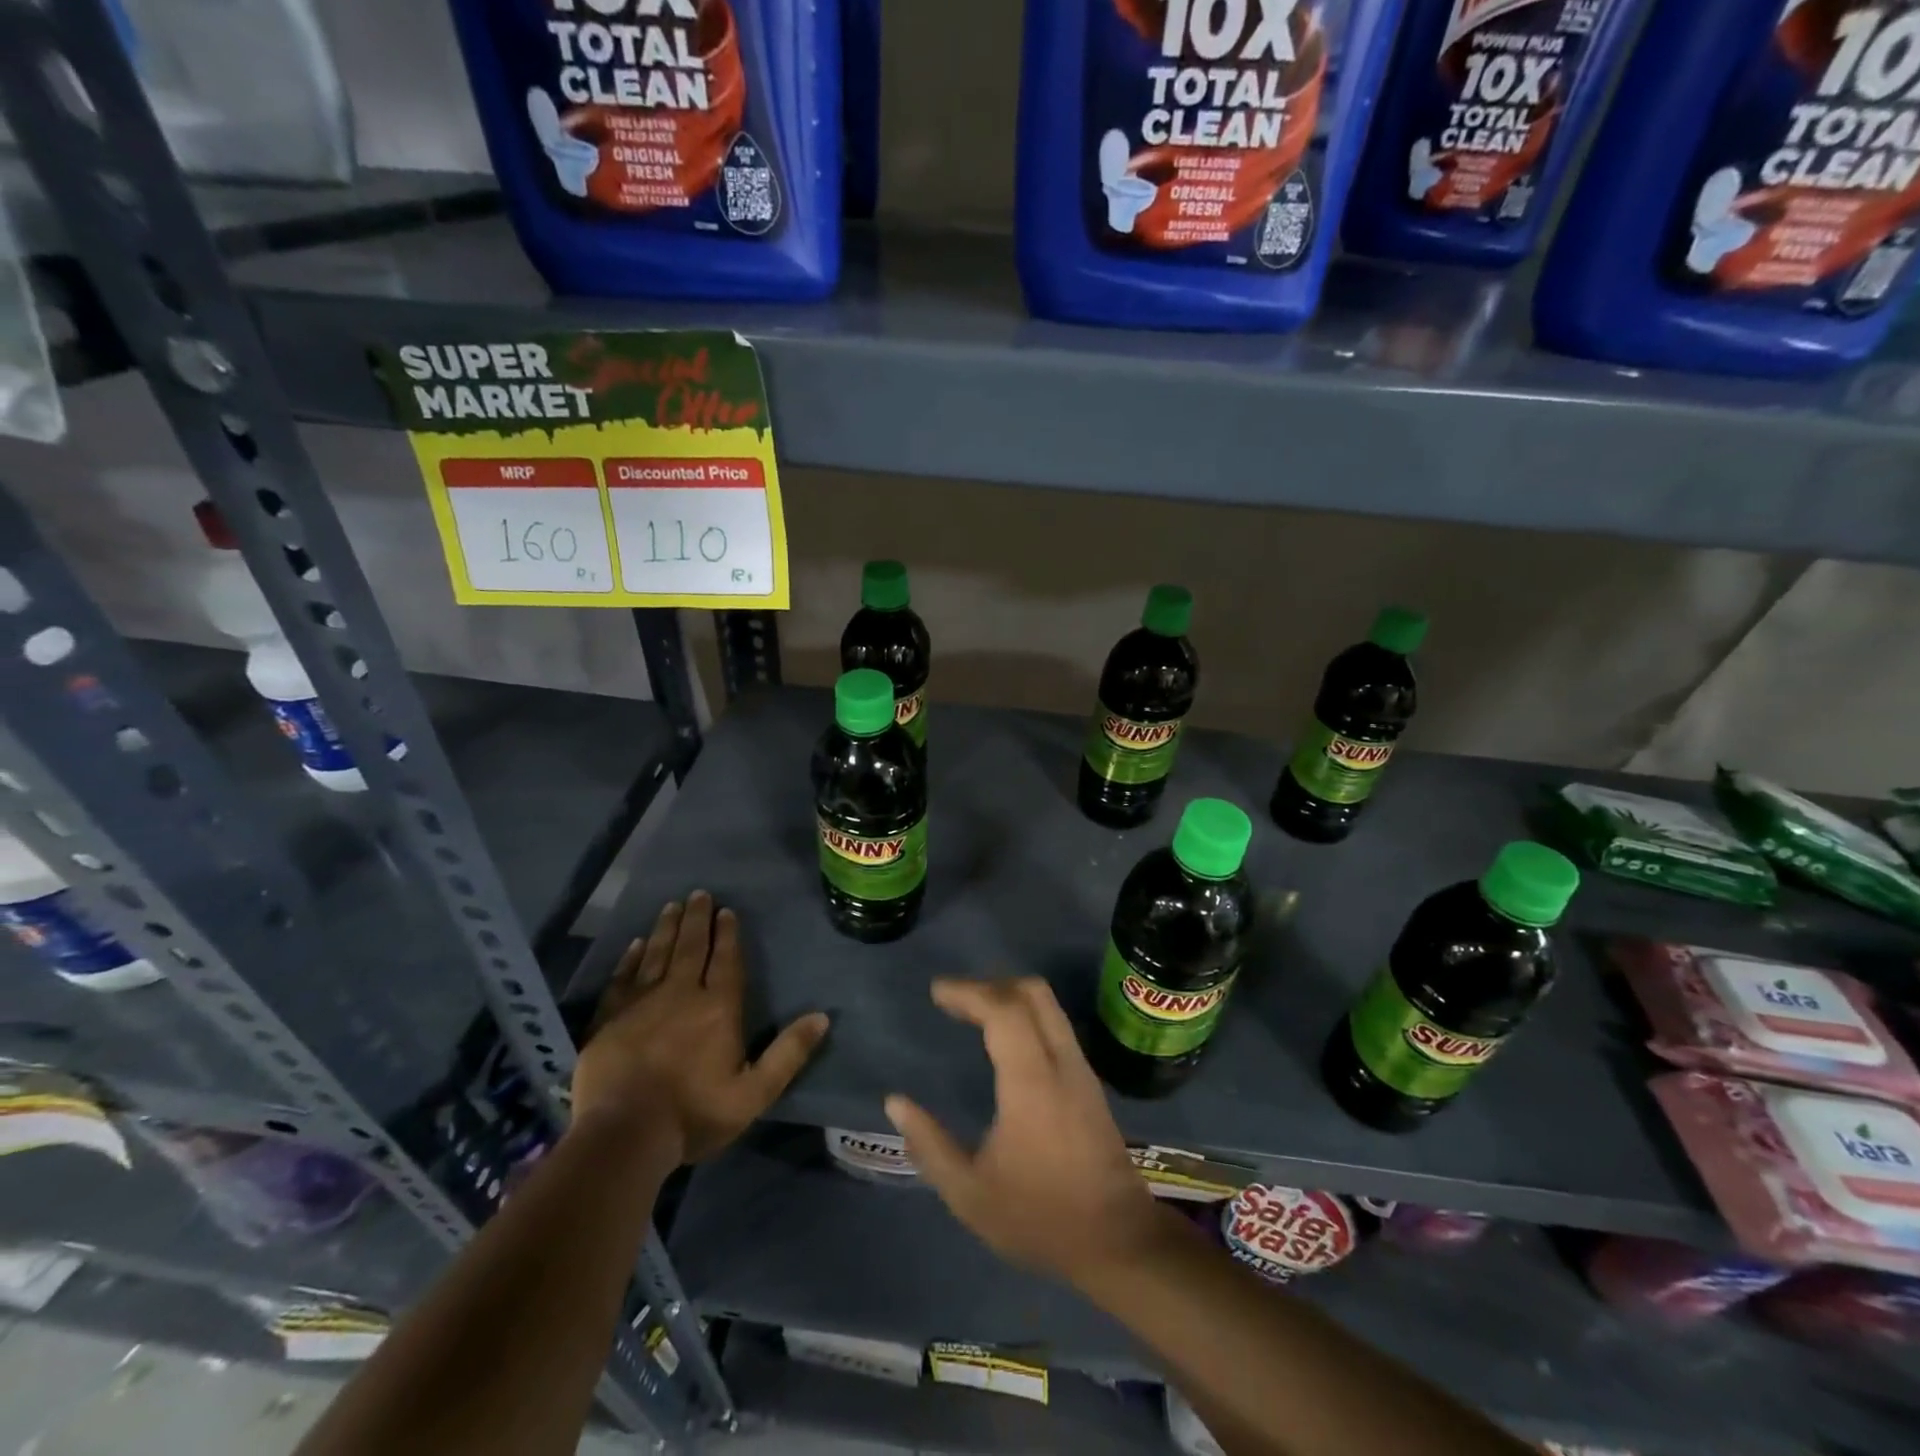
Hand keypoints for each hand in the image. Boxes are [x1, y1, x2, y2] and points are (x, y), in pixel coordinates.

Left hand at [573, 892, 828, 1163]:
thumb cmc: (694, 1114)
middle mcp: (681, 994)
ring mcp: (641, 1003)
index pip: (725, 960)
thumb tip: (822, 1016)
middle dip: (697, 919)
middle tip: (699, 894)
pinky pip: (623, 977)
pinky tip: (636, 944)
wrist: (624, 1136)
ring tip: (672, 906)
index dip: (727, 934)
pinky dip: (630, 958)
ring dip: (666, 928)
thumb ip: (788, 1053)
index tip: (726, 910)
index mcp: (718, 1008)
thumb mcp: (754, 1093)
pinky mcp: (609, 1018)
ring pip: (657, 954)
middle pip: (691, 948)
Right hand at [884, 977, 1168, 1285]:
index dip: (968, 993)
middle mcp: (1061, 1061)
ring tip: (974, 1012)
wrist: (1118, 1241)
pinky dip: (1025, 1014)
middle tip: (954, 998)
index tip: (937, 992)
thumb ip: (930, 1144)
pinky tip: (1005, 1039)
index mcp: (1032, 1082)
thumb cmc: (1040, 1217)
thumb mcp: (970, 1194)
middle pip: (1031, 993)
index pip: (1003, 1010)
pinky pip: (1055, 1024)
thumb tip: (895, 1102)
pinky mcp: (1089, 1081)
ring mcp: (1080, 1068)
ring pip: (1048, 1005)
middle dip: (989, 985)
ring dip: (1009, 996)